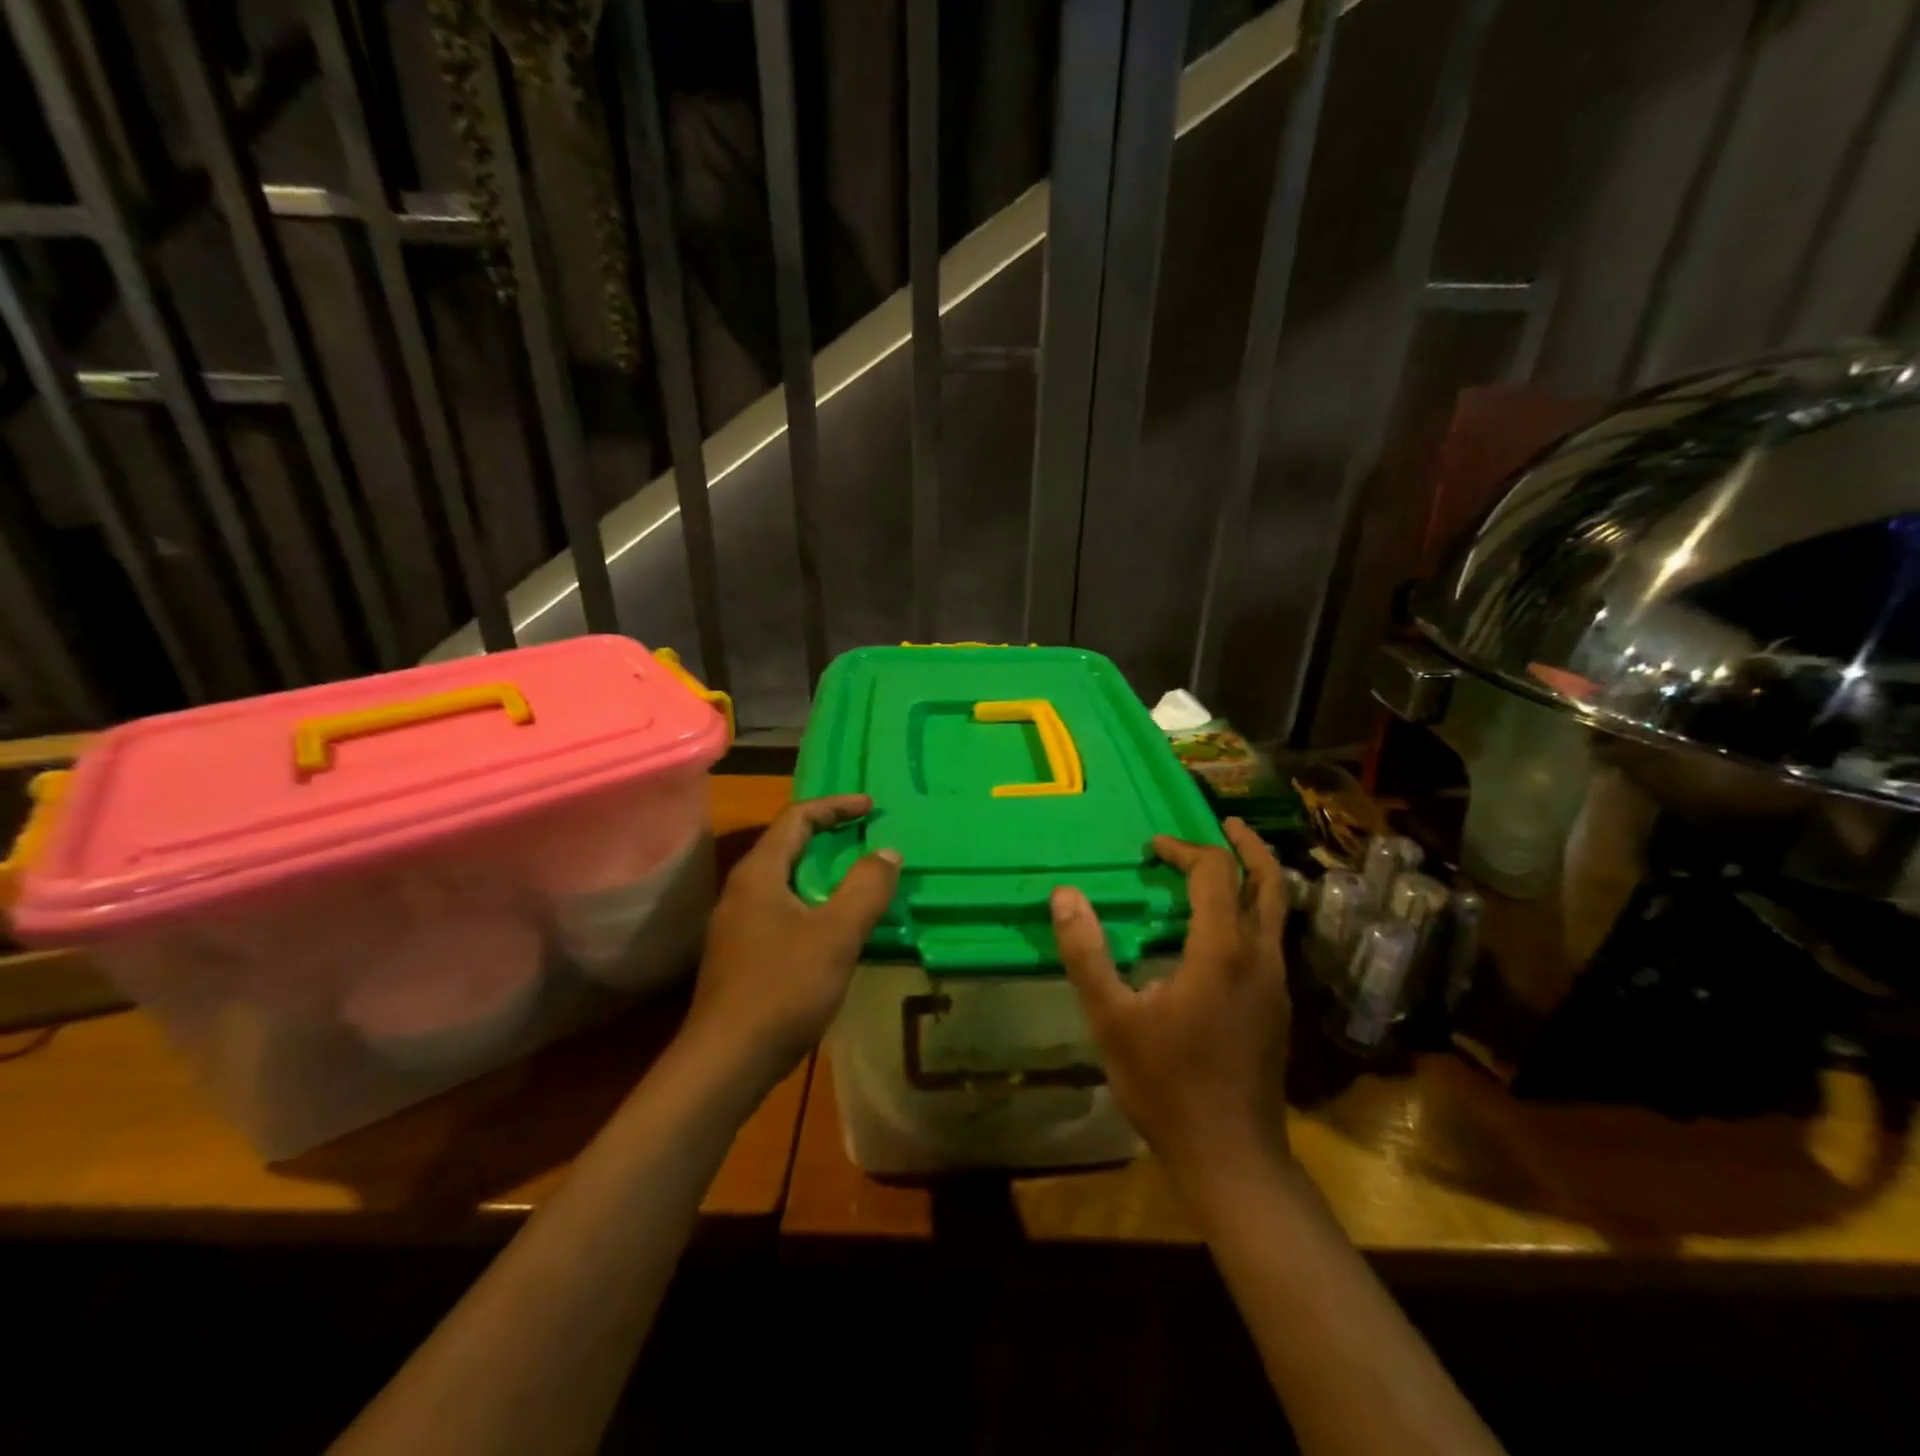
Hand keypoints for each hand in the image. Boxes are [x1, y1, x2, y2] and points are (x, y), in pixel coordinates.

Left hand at [687, 795, 900, 1078]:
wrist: (725, 1063)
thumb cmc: (782, 989)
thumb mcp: (836, 934)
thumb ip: (866, 888)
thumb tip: (888, 852)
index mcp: (759, 874)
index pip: (796, 818)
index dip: (835, 806)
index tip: (871, 808)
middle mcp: (742, 890)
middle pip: (787, 845)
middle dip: (829, 835)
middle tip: (867, 837)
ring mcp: (737, 924)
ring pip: (785, 880)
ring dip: (821, 871)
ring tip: (858, 878)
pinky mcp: (741, 955)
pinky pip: (782, 909)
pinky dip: (812, 902)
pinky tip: (834, 927)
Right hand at [1051, 818, 1289, 1180]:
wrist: (1233, 1158)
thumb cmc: (1168, 1085)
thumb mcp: (1112, 1020)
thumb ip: (1087, 954)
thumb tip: (1064, 895)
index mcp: (1223, 951)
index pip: (1214, 874)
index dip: (1184, 850)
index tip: (1152, 849)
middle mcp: (1261, 958)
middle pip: (1267, 883)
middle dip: (1245, 847)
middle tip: (1226, 823)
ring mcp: (1277, 985)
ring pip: (1276, 912)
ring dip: (1254, 879)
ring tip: (1226, 866)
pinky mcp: (1278, 1009)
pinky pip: (1271, 940)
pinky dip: (1252, 913)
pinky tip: (1223, 931)